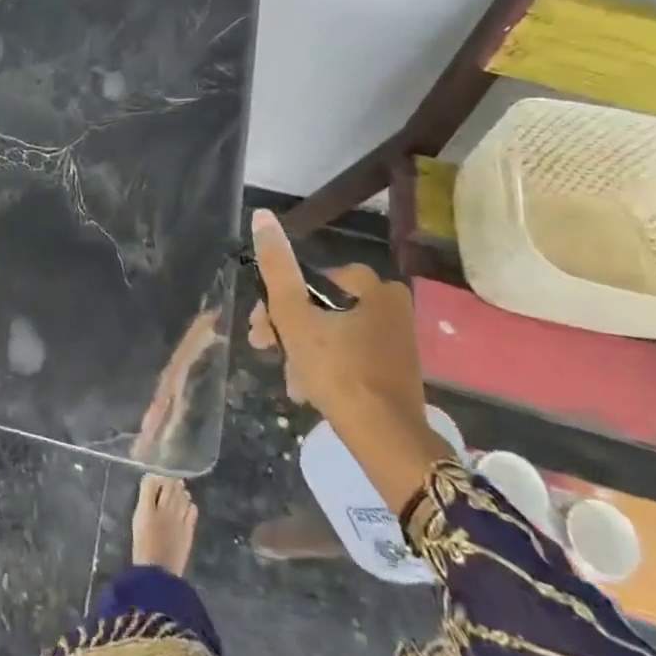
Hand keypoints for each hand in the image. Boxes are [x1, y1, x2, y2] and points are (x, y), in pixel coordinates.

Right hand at [247, 209, 450, 511]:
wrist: (387, 439)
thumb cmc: (338, 371)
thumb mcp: (295, 317)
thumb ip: (277, 268)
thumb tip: (262, 216)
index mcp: (373, 285)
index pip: (308, 281)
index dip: (276, 303)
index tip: (260, 331)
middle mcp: (390, 304)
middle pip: (319, 306)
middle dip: (288, 330)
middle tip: (267, 352)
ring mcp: (396, 337)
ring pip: (331, 332)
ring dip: (303, 351)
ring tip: (290, 380)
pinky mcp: (395, 367)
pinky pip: (349, 354)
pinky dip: (326, 366)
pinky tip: (310, 389)